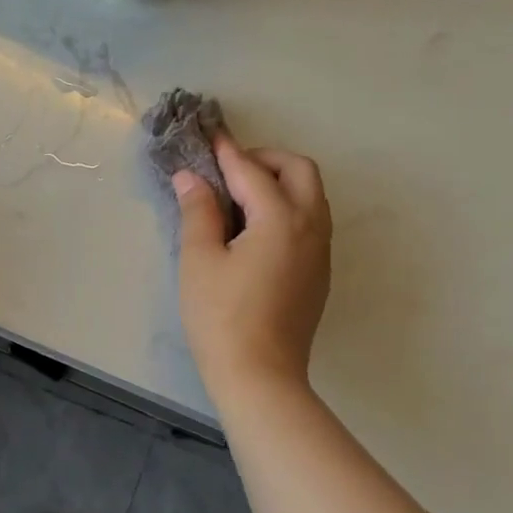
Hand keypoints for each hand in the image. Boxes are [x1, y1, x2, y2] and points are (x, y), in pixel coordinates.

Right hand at [173, 139, 331, 402]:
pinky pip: (311, 221)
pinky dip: (288, 207)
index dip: (227, 152)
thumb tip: (191, 177)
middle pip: (299, 170)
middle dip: (266, 159)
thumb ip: (198, 211)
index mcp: (281, 219)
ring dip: (280, 182)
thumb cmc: (221, 317)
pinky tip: (257, 230)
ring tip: (240, 197)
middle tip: (229, 171)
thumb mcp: (199, 260)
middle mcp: (311, 226)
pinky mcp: (320, 273)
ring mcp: (321, 251)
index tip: (210, 136)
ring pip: (311, 195)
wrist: (260, 376)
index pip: (252, 171)